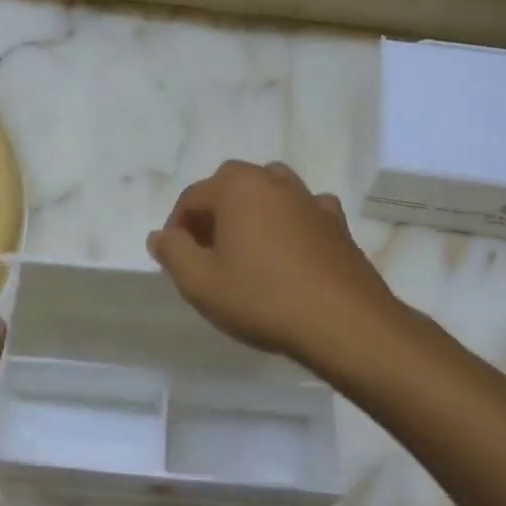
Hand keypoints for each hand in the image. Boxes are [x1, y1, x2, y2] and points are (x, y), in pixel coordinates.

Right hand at [147, 161, 402, 370]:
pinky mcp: (338, 225)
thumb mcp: (200, 283)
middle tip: (206, 250)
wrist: (344, 323)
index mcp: (238, 188)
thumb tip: (161, 236)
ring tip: (245, 247)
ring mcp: (311, 200)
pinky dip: (289, 222)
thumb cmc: (262, 299)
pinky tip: (288, 250)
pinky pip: (304, 211)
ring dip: (251, 210)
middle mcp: (275, 182)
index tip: (174, 258)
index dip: (176, 226)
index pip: (193, 196)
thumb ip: (173, 253)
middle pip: (232, 184)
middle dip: (213, 211)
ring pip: (271, 190)